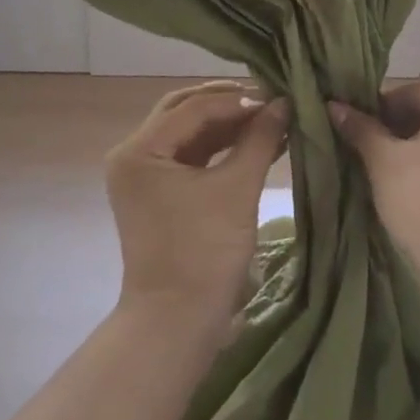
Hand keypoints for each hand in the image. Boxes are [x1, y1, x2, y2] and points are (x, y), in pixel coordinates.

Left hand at [106, 81, 288, 334]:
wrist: (178, 322)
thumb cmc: (204, 253)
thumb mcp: (237, 189)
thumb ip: (260, 139)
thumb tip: (284, 103)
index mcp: (140, 151)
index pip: (193, 108)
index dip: (238, 99)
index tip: (277, 96)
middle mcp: (134, 155)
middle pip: (185, 112)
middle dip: (229, 104)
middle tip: (269, 99)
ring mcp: (145, 175)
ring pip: (190, 133)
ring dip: (228, 125)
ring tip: (270, 118)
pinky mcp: (160, 193)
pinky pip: (192, 156)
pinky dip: (222, 148)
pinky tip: (257, 141)